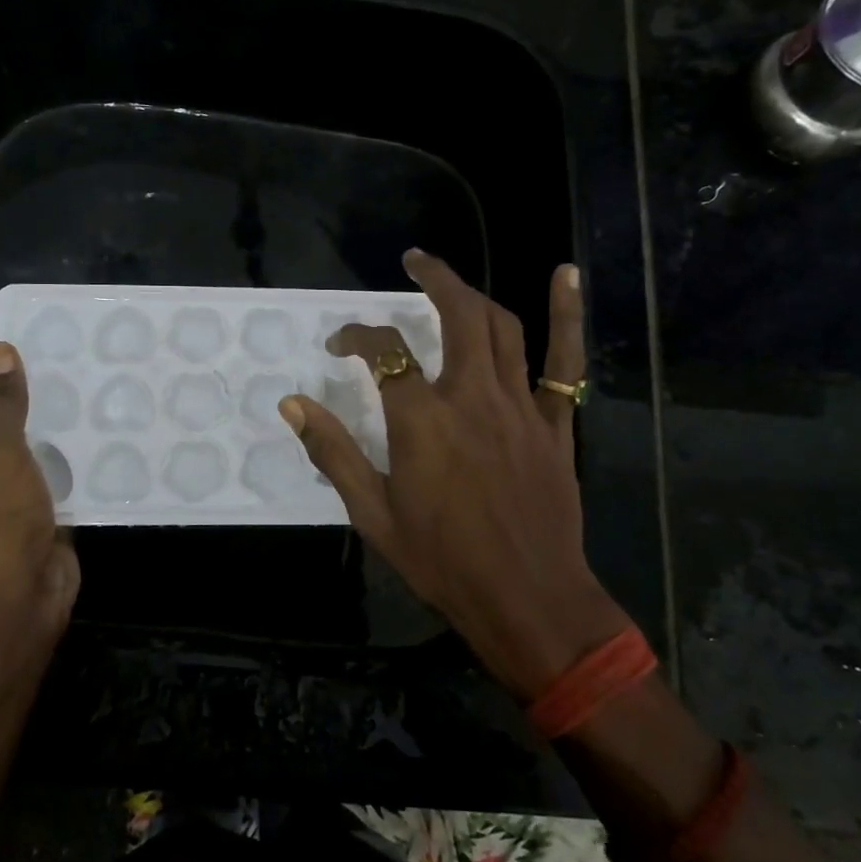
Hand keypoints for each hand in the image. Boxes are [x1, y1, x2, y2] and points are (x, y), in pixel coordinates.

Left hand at [0, 342, 79, 642]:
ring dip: (65, 443)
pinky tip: (110, 447)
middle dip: (45, 413)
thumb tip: (0, 350)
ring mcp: (8, 505)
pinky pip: (60, 487)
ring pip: (39, 461)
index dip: (13, 385)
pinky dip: (79, 473)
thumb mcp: (1, 457)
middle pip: (11, 434)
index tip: (54, 359)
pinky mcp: (40, 524)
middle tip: (88, 377)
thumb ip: (6, 407)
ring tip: (104, 404)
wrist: (17, 606)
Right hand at [281, 251, 631, 698]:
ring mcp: (520, 406)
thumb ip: (334, 452)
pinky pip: (564, 360)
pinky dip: (568, 313)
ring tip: (453, 281)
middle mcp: (472, 397)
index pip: (383, 352)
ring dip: (476, 294)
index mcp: (422, 421)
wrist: (526, 599)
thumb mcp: (373, 514)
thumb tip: (292, 403)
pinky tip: (565, 273)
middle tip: (413, 262)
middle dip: (433, 279)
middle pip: (456, 315)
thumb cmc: (442, 561)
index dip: (357, 336)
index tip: (340, 344)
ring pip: (502, 327)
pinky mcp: (554, 422)